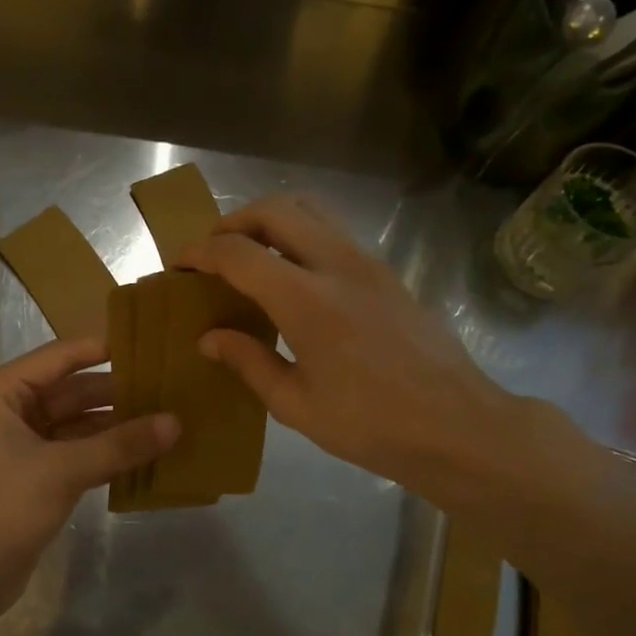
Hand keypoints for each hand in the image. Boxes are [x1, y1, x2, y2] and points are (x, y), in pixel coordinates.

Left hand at [0, 337, 177, 608]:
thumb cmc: (2, 508)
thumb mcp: (64, 470)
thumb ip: (120, 445)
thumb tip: (175, 422)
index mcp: (4, 392)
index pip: (62, 356)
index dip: (105, 349)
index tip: (151, 346)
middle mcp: (11, 410)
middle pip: (73, 390)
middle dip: (117, 393)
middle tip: (170, 389)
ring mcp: (23, 444)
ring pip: (78, 424)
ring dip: (116, 425)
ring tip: (166, 420)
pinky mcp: (35, 476)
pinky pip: (77, 452)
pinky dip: (106, 452)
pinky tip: (143, 454)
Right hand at [177, 196, 567, 514]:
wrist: (457, 426)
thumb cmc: (371, 425)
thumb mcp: (296, 404)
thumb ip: (248, 362)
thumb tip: (209, 338)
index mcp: (306, 299)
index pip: (238, 252)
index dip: (200, 252)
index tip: (178, 264)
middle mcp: (337, 264)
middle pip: (275, 209)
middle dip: (233, 220)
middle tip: (212, 251)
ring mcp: (369, 262)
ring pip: (311, 210)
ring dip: (270, 219)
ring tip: (249, 253)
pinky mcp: (388, 272)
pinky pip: (334, 232)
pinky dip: (301, 234)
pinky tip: (293, 275)